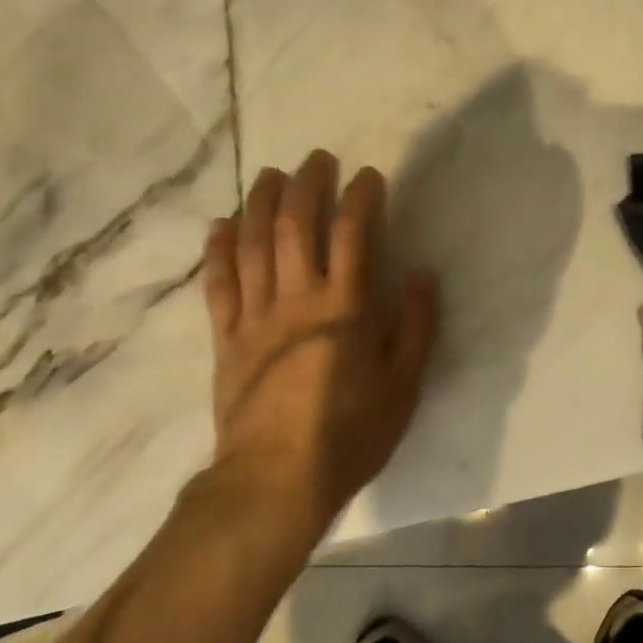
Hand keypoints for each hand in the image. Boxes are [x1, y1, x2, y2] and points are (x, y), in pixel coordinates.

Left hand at [201, 151, 437, 526]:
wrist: (274, 484)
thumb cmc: (348, 435)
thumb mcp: (403, 387)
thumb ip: (417, 327)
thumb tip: (425, 275)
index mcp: (345, 308)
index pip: (352, 234)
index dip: (360, 198)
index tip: (368, 175)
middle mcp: (297, 299)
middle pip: (296, 227)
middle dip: (308, 185)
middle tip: (317, 159)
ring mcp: (256, 316)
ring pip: (253, 244)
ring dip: (262, 203)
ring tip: (271, 174)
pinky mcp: (226, 338)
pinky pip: (218, 283)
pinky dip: (218, 249)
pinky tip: (221, 224)